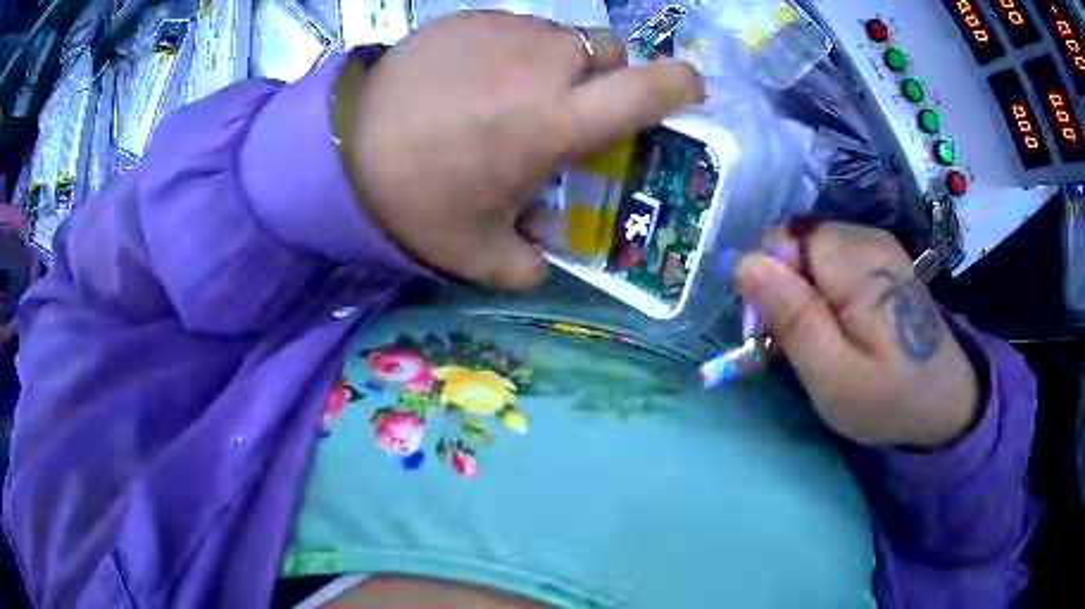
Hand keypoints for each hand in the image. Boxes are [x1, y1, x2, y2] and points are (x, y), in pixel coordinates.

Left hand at [334, 11, 703, 289]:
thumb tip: (546, 257)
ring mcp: (505, 32)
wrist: (338, 147)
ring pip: (564, 37)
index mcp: (558, 123)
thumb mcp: (478, 254)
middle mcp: (543, 66)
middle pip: (611, 52)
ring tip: (514, 95)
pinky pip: (517, 28)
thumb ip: (529, 265)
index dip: (682, 85)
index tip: (688, 93)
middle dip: (607, 78)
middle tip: (572, 108)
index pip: (651, 88)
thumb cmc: (414, 200)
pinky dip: (516, 51)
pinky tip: (476, 79)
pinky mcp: (470, 18)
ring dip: (560, 63)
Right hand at [735, 223, 979, 447]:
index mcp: (855, 262)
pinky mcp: (881, 258)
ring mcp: (877, 245)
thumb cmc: (888, 398)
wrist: (943, 401)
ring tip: (819, 339)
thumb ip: (792, 317)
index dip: (766, 281)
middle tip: (796, 344)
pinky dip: (823, 289)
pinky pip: (832, 260)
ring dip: (802, 291)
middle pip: (796, 243)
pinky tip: (838, 324)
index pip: (782, 239)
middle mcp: (866, 238)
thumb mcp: (833, 375)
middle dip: (783, 288)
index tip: (770, 332)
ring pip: (811, 252)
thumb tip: (743, 263)